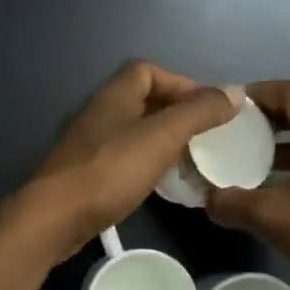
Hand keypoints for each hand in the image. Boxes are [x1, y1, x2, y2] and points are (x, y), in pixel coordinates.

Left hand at [21, 62, 240, 260]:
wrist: (55, 218)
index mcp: (114, 96)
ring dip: (160, 140)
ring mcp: (87, 145)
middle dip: (175, 113)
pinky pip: (122, 158)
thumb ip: (198, 113)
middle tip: (203, 136)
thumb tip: (234, 92)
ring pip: (132, 131)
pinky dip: (144, 163)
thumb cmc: (110, 170)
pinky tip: (158, 183)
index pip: (147, 71)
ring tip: (187, 160)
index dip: (179, 82)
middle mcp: (98, 113)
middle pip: (141, 100)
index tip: (207, 108)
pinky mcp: (83, 174)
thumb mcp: (162, 137)